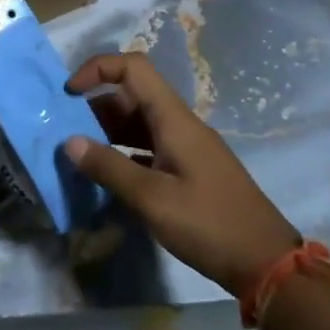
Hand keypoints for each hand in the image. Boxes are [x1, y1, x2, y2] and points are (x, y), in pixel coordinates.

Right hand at [64, 53, 302, 296]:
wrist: (265, 262)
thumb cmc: (208, 224)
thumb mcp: (152, 198)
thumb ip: (109, 167)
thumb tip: (69, 142)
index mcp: (174, 119)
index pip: (133, 68)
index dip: (98, 69)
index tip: (68, 93)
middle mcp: (180, 125)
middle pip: (133, 95)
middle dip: (95, 105)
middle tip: (65, 130)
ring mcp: (186, 147)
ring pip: (139, 123)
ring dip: (107, 131)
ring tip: (78, 153)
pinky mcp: (189, 170)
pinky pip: (148, 147)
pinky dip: (123, 152)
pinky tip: (106, 175)